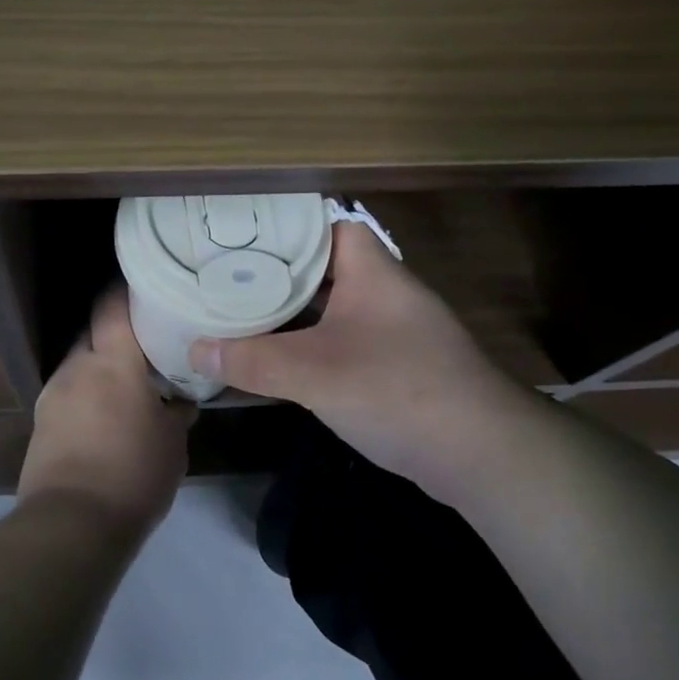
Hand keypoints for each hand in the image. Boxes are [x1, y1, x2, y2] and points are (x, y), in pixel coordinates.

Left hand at [20, 288, 194, 533]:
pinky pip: (67, 395)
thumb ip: (177, 412)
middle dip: (114, 337)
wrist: (71, 525)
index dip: (126, 292)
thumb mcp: (172, 443)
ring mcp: (53, 395)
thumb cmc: (133, 473)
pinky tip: (103, 420)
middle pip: (92, 333)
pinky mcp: (40, 424)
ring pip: (78, 366)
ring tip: (123, 389)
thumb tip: (181, 401)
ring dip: (98, 370)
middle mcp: (77, 368)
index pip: (112, 306)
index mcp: (112, 361)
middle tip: (142, 348)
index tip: (145, 289)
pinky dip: (84, 397)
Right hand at [190, 222, 507, 503]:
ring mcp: (396, 330)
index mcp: (371, 271)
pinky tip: (281, 359)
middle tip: (227, 275)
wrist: (483, 454)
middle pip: (324, 268)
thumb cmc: (396, 389)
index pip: (326, 225)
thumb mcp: (314, 374)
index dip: (285, 226)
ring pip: (334, 308)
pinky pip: (346, 341)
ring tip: (242, 311)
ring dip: (295, 313)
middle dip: (278, 273)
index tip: (240, 234)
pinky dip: (314, 345)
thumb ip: (253, 361)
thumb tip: (195, 351)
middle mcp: (385, 292)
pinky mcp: (400, 366)